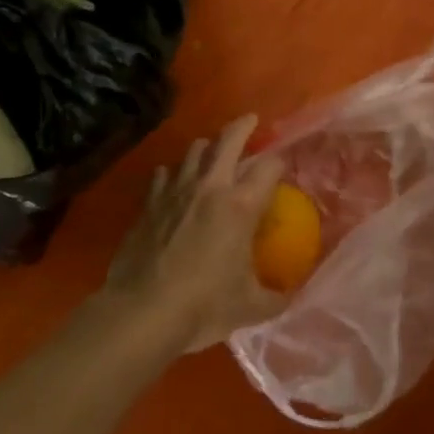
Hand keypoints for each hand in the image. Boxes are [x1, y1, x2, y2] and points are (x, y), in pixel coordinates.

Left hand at [108, 115, 287, 352]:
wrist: (142, 312)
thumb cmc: (203, 306)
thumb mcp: (249, 307)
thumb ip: (275, 297)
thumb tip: (291, 296)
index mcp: (241, 206)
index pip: (269, 167)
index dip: (279, 163)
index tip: (282, 168)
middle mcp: (210, 187)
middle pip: (229, 140)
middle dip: (243, 126)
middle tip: (250, 122)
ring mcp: (175, 191)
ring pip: (193, 150)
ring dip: (207, 148)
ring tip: (212, 153)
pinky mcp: (149, 203)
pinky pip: (164, 174)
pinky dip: (174, 173)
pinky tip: (174, 183)